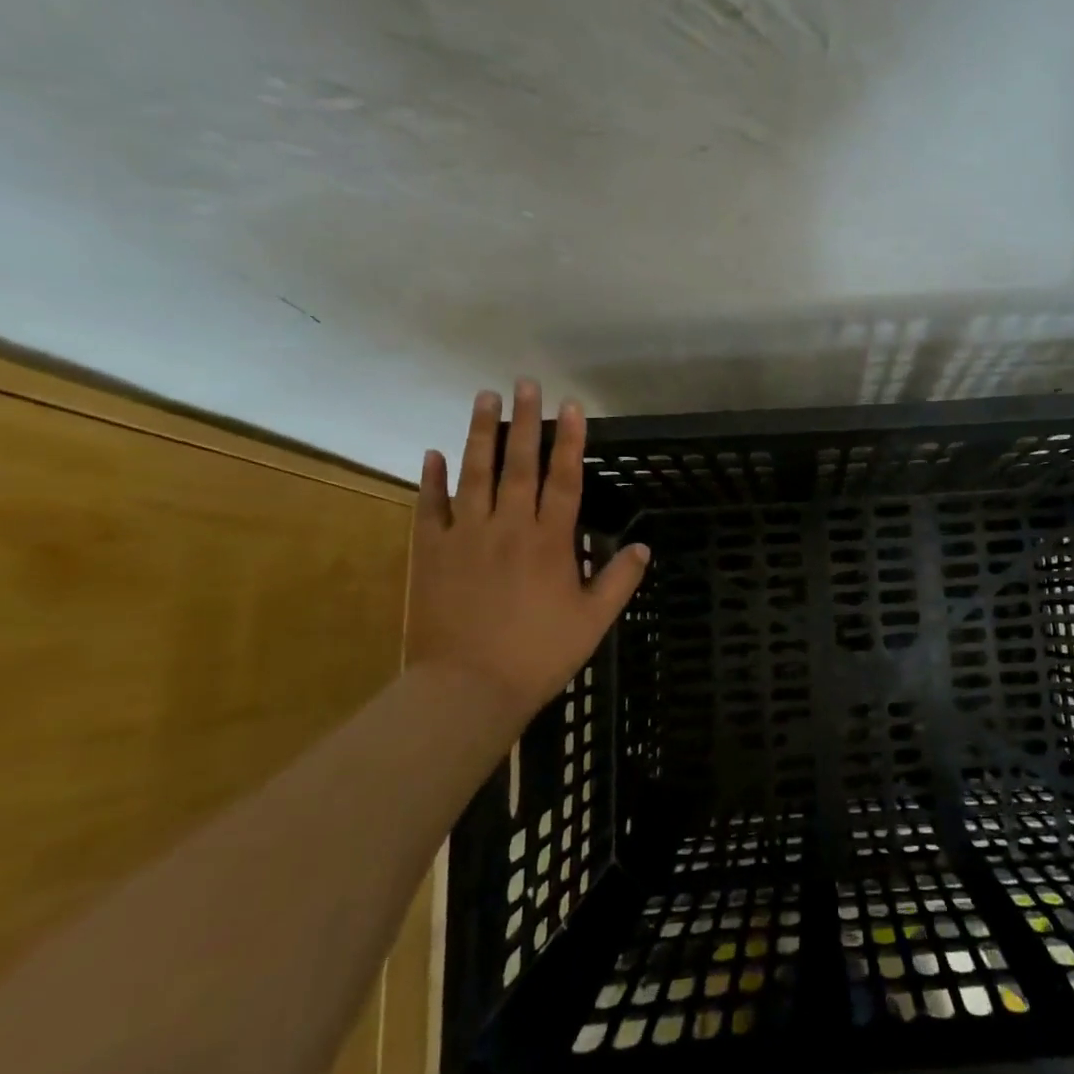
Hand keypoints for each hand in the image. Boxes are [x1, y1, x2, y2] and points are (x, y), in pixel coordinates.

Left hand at [406, 381, 649, 725]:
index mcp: (550, 541)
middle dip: (526, 420)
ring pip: (474, 473)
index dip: (570, 440)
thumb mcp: (593, 621)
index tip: (572, 406)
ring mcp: (465, 535)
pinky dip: (431, 479)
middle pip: (519, 463)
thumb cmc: (538, 655)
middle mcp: (509, 526)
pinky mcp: (429, 552)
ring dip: (480, 433)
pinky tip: (432, 452)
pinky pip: (429, 506)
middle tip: (526, 384)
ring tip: (484, 397)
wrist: (467, 689)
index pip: (564, 478)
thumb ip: (619, 580)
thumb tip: (644, 546)